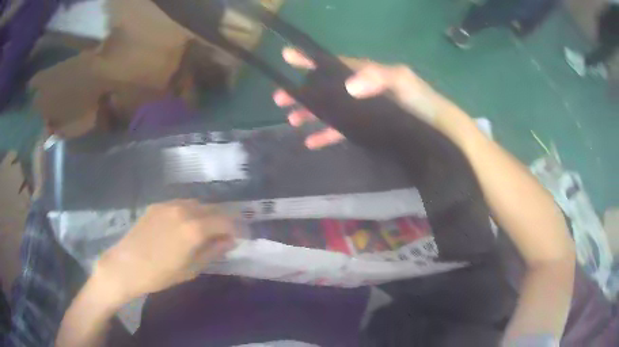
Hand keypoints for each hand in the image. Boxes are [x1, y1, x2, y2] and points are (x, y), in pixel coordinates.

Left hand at [94, 200, 235, 304]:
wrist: (126, 265)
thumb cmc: (160, 274)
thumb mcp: (191, 269)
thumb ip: (213, 252)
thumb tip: (230, 241)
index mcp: (195, 228)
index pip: (226, 221)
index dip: (238, 229)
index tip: (242, 237)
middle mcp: (184, 209)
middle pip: (213, 208)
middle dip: (224, 220)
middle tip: (226, 234)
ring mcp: (169, 205)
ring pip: (197, 203)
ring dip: (207, 214)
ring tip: (207, 229)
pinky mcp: (157, 205)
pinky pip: (181, 204)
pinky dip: (190, 211)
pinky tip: (185, 224)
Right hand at [273, 48, 458, 148]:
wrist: (437, 128)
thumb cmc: (420, 100)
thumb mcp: (402, 81)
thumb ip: (378, 77)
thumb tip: (349, 86)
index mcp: (365, 73)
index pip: (332, 64)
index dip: (310, 59)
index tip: (287, 56)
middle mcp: (359, 90)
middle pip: (325, 89)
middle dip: (302, 92)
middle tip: (279, 99)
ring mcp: (361, 110)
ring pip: (329, 110)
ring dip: (309, 114)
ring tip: (290, 120)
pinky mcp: (366, 129)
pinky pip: (341, 131)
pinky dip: (325, 135)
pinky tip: (311, 142)